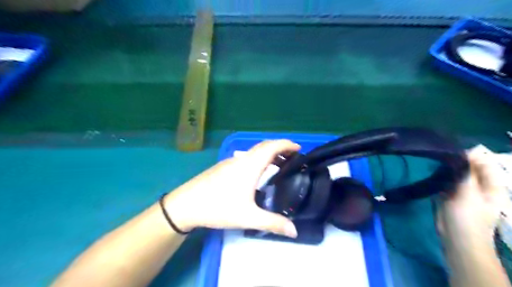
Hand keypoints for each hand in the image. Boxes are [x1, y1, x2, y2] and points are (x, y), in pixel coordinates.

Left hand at [162, 138, 300, 237]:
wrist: (186, 204)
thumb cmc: (218, 207)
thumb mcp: (248, 217)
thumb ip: (273, 223)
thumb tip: (294, 231)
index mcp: (250, 166)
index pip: (272, 147)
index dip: (287, 144)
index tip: (299, 148)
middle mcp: (241, 159)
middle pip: (264, 146)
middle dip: (280, 148)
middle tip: (293, 158)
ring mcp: (231, 162)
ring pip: (254, 152)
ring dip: (268, 154)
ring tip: (279, 166)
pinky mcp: (223, 167)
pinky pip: (246, 158)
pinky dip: (258, 159)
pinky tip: (258, 174)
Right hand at [436, 148, 506, 243]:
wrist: (457, 239)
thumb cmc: (468, 218)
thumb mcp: (469, 194)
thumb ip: (466, 174)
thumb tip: (463, 154)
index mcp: (491, 186)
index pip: (485, 165)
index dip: (472, 156)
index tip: (453, 150)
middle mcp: (479, 187)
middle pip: (469, 169)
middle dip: (457, 162)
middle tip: (440, 155)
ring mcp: (464, 193)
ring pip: (456, 176)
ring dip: (447, 170)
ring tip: (434, 162)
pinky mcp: (450, 197)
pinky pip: (446, 183)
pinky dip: (440, 178)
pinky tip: (431, 174)